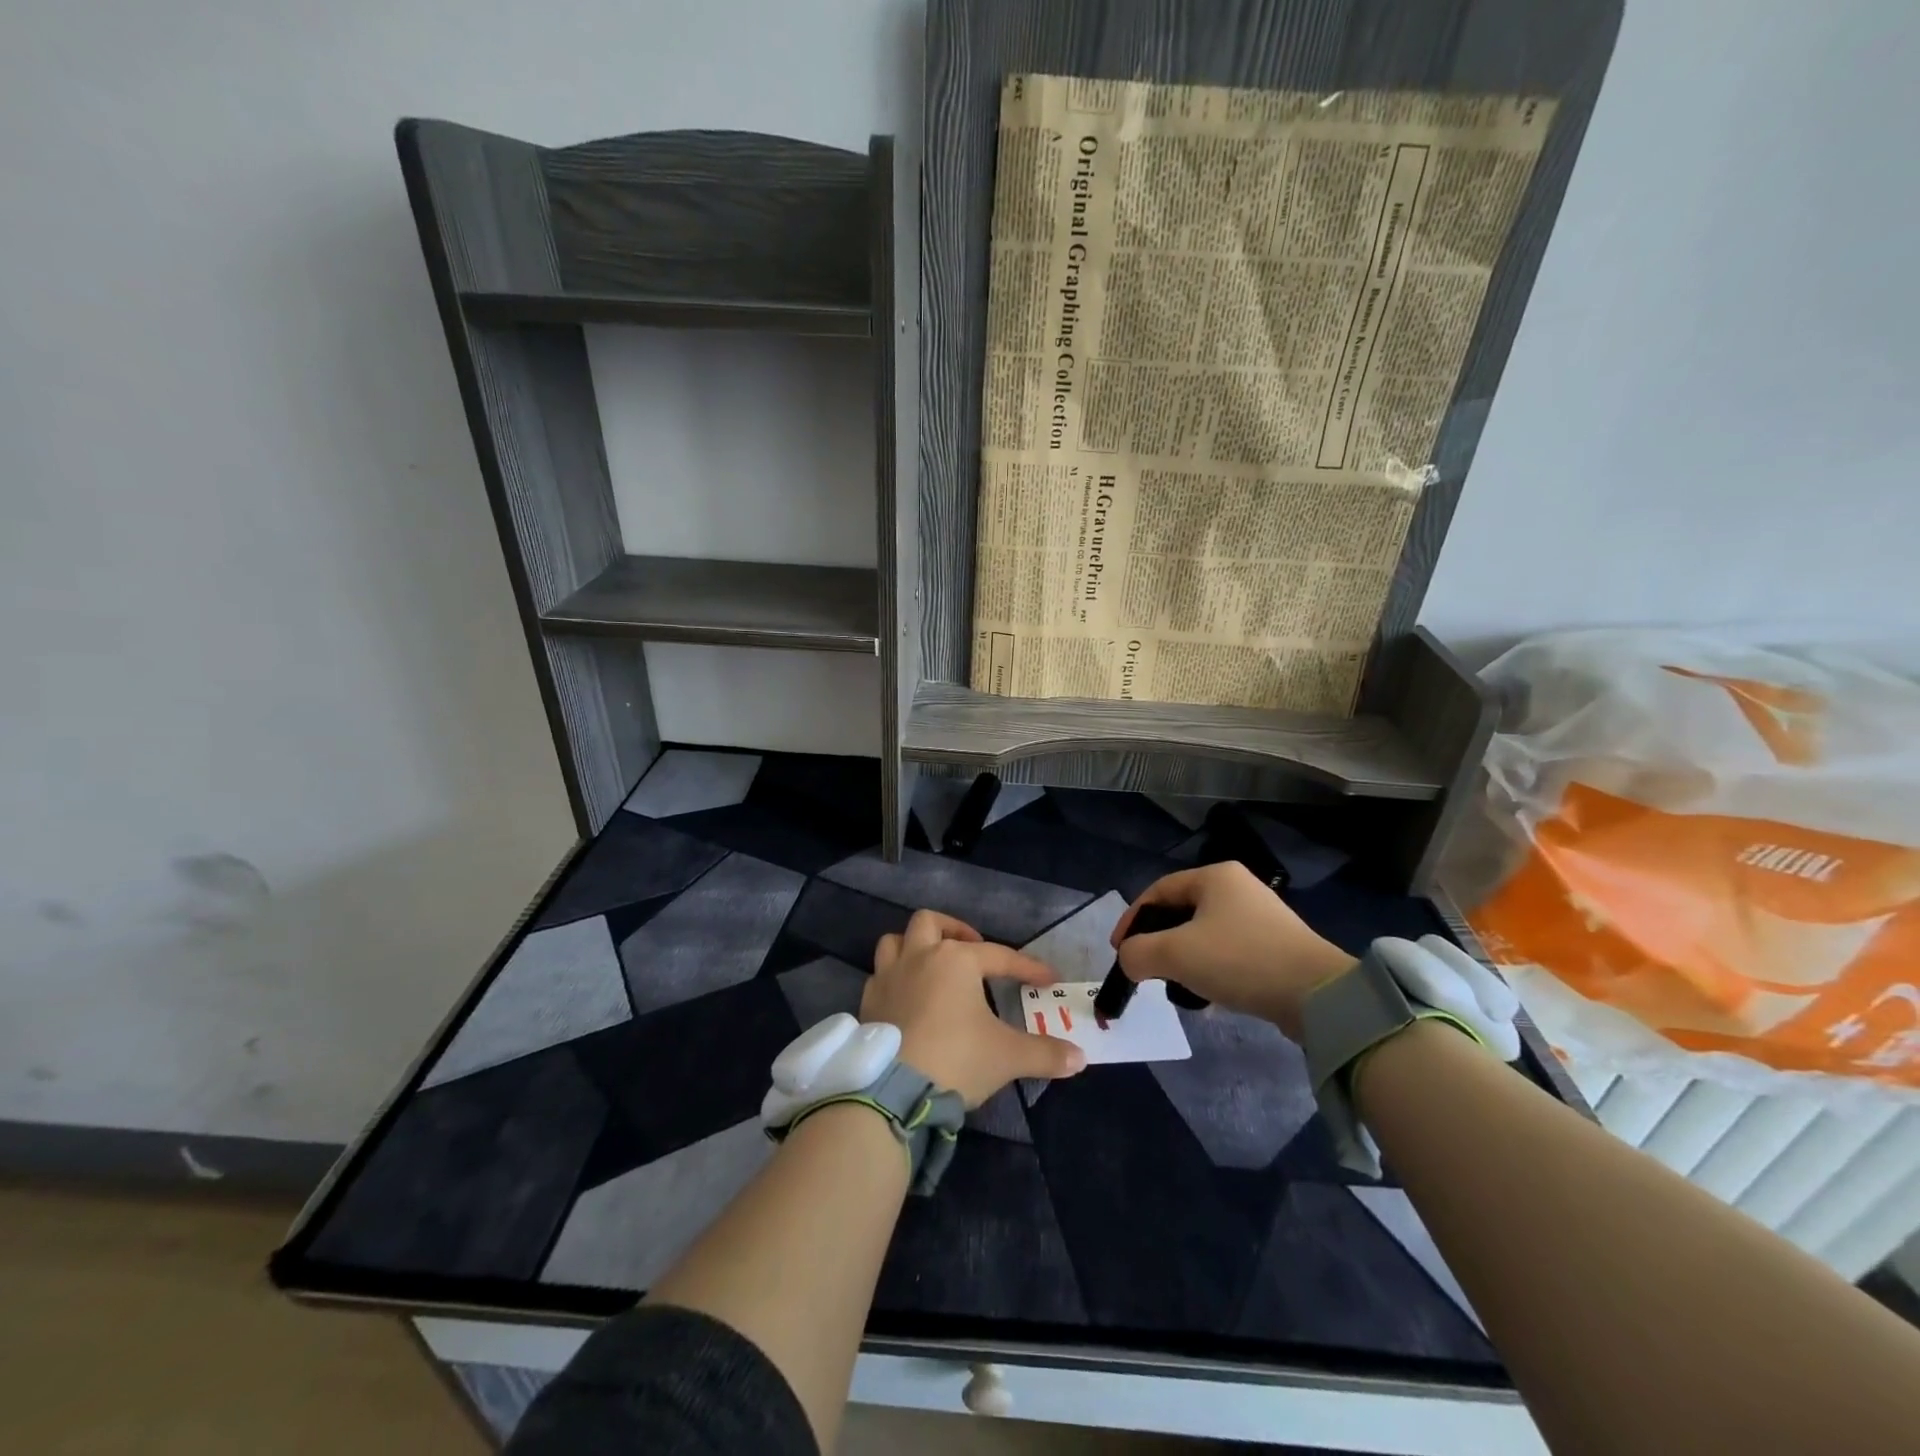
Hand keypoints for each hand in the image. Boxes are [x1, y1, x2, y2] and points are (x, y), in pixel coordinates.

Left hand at [864, 910, 1085, 1105]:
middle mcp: (918, 957)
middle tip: (971, 950)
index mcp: (955, 960)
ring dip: (913, 947)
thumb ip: (1045, 1054)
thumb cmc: (957, 1059)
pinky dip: (893, 980)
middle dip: (952, 930)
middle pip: (930, 923)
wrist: (894, 1090)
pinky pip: (878, 977)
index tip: (1047, 979)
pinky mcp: (868, 1003)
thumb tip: (1080, 1058)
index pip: (999, 956)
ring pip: (894, 942)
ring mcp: (887, 978)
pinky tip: (906, 999)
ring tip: (932, 965)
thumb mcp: (1008, 1057)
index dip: (1026, 968)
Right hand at [1110, 862, 1355, 1037]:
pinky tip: (1208, 997)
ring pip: (1204, 935)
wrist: (1317, 996)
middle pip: (1180, 913)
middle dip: (1158, 942)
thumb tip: (1128, 960)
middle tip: (1145, 968)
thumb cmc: (1239, 960)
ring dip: (1184, 960)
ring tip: (1175, 987)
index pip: (1157, 891)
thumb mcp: (1175, 954)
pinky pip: (1228, 953)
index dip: (1131, 920)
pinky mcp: (1277, 946)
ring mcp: (1261, 917)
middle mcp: (1238, 888)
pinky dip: (1210, 971)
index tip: (1119, 951)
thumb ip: (1137, 953)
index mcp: (1215, 876)